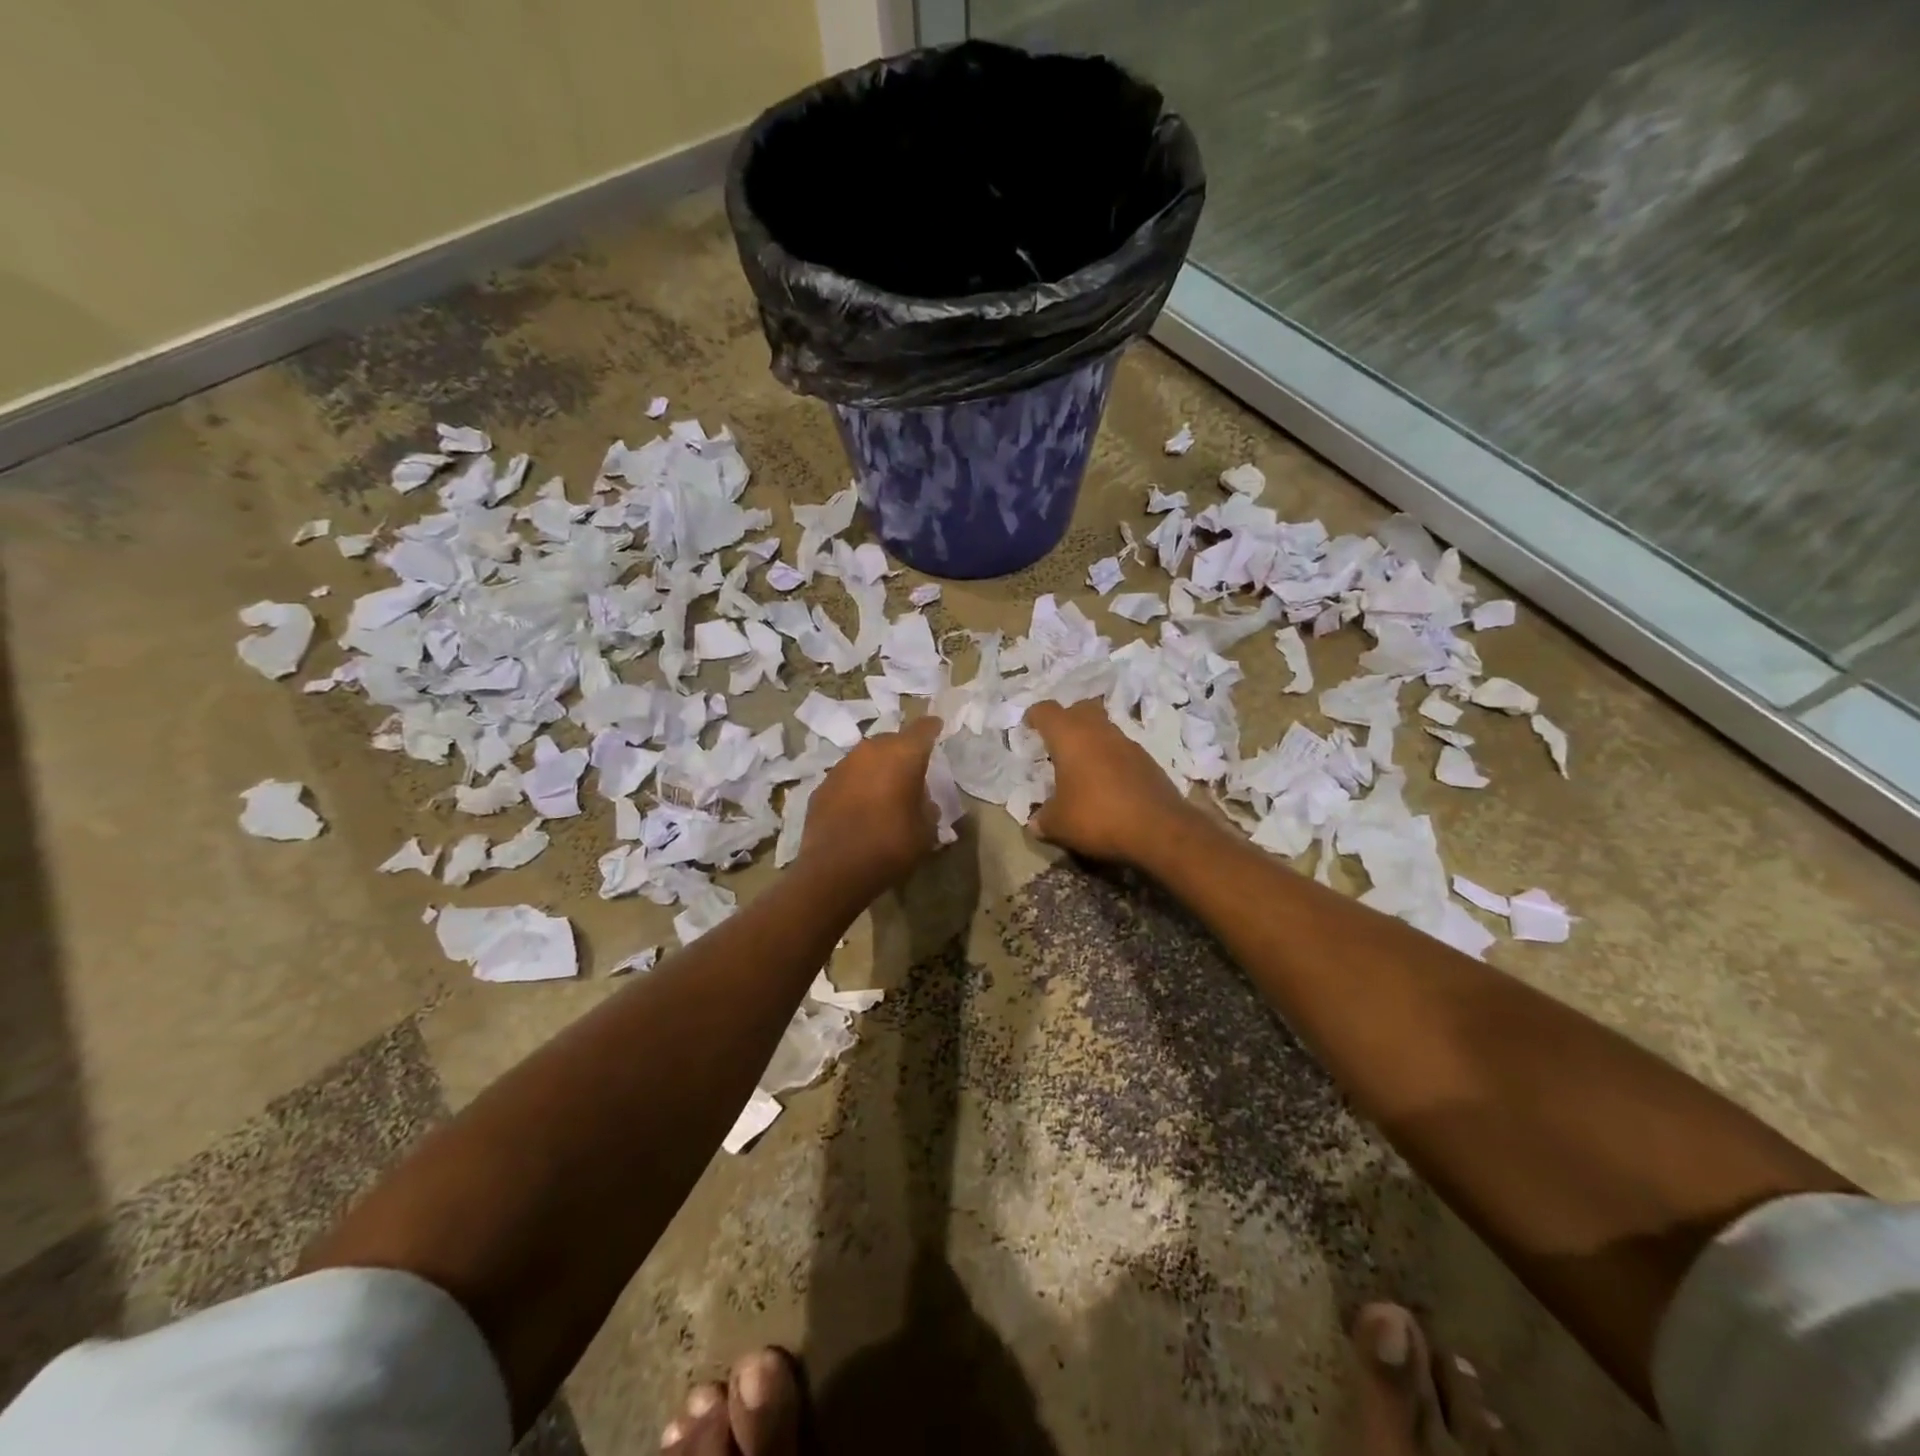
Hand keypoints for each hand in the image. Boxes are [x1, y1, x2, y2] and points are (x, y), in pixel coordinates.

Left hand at [801, 715, 943, 889]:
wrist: (836, 870)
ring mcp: (842, 766)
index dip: (932, 728)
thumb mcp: (926, 830)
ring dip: (877, 769)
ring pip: (866, 758)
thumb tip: (921, 799)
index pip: (923, 729)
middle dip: (903, 752)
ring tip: (884, 791)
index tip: (938, 728)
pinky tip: (859, 807)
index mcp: (903, 754)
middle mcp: (871, 751)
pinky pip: (847, 778)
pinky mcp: (822, 786)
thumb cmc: (891, 845)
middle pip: (892, 741)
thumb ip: (927, 806)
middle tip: (912, 771)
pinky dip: (856, 786)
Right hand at [1024, 700, 1195, 866]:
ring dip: (1092, 740)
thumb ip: (1043, 819)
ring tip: (1081, 765)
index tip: (1028, 726)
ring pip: (1104, 729)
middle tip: (1057, 741)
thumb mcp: (1059, 824)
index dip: (1034, 716)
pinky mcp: (1148, 761)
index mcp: (1070, 737)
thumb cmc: (1097, 817)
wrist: (1159, 829)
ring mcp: (1128, 744)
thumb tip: (1036, 822)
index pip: (1047, 711)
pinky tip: (1107, 783)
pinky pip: (1122, 751)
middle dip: (1067, 719)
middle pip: (1081, 709)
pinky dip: (1111, 759)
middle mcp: (1099, 731)